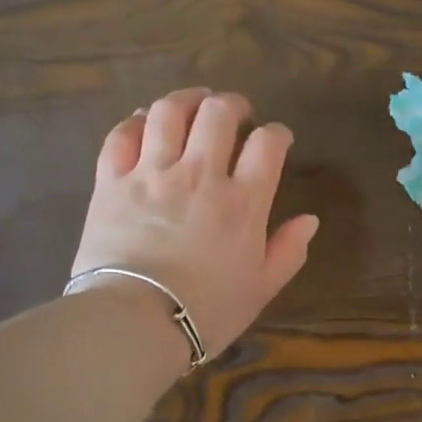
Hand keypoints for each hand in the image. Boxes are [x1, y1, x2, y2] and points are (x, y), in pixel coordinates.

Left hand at [70, 88, 319, 354]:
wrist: (136, 321)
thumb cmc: (206, 311)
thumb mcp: (260, 289)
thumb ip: (288, 251)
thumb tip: (309, 220)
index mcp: (243, 202)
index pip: (267, 144)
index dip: (277, 133)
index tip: (277, 138)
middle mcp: (200, 174)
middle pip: (219, 114)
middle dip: (232, 105)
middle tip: (236, 112)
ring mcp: (152, 173)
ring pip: (169, 112)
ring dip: (186, 99)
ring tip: (194, 102)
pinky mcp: (111, 181)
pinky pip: (122, 135)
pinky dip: (136, 122)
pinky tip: (144, 122)